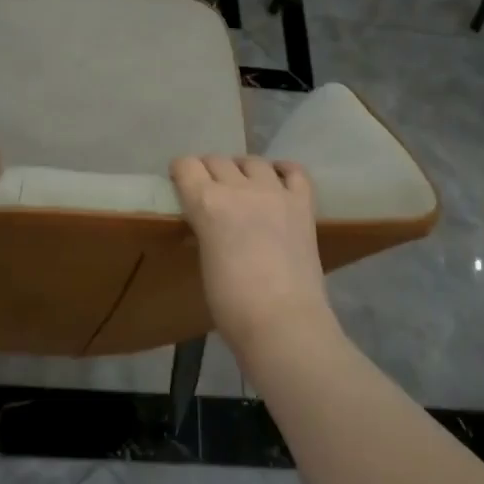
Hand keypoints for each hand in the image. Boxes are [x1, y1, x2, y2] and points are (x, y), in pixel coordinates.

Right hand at [170, 155, 337, 353]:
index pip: (186, 166)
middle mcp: (239, 188)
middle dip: (208, 171)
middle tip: (209, 192)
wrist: (283, 322)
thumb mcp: (204, 259)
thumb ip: (205, 229)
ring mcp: (275, 192)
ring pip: (252, 161)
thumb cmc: (231, 304)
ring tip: (243, 187)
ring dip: (242, 170)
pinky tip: (277, 182)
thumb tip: (208, 223)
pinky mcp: (303, 204)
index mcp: (206, 203)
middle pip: (217, 160)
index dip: (180, 172)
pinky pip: (294, 171)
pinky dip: (282, 171)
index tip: (180, 183)